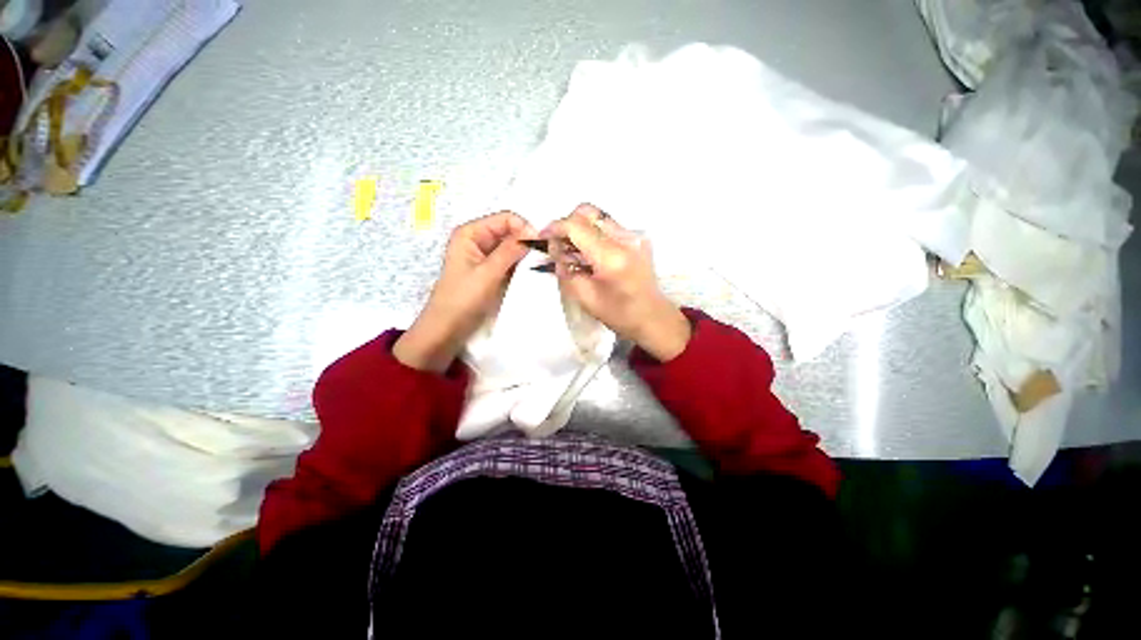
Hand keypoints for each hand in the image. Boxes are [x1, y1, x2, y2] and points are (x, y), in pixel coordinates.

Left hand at [394, 211, 533, 371]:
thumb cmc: (462, 299)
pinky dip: (522, 265)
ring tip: (542, 265)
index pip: (506, 219)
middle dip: (527, 242)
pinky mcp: (491, 272)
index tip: (541, 246)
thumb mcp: (488, 273)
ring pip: (512, 248)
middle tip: (546, 257)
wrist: (447, 329)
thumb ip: (510, 251)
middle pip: (510, 232)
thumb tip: (535, 231)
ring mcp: (485, 257)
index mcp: (471, 233)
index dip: (525, 229)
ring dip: (526, 255)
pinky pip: (511, 262)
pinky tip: (532, 273)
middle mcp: (478, 240)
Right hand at [542, 204, 690, 361]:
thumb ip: (565, 269)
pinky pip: (608, 226)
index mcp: (612, 257)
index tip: (543, 237)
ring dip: (580, 229)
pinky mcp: (639, 237)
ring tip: (575, 252)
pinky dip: (593, 234)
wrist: (653, 317)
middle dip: (567, 225)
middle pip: (587, 212)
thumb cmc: (618, 314)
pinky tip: (592, 254)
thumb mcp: (584, 297)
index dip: (555, 228)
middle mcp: (626, 238)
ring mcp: (635, 235)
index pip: (576, 226)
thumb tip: (555, 248)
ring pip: (597, 217)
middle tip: (560, 246)